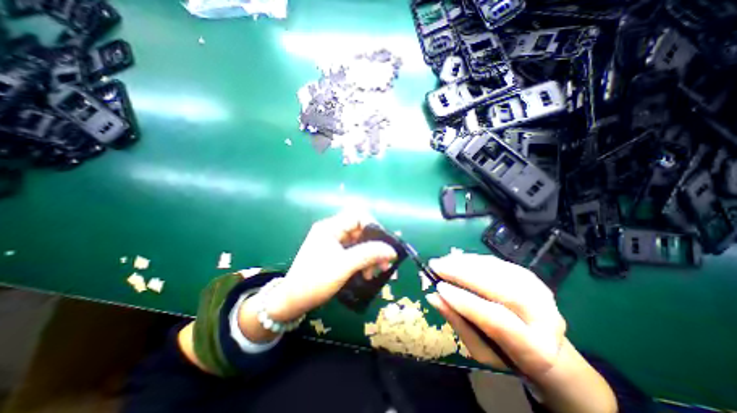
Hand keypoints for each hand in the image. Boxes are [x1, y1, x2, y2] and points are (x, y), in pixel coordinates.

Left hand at [263, 213, 394, 322]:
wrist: (292, 302)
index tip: (383, 245)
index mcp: (330, 227)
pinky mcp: (335, 254)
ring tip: (375, 272)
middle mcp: (332, 231)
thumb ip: (369, 254)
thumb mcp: (344, 266)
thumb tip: (392, 250)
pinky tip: (367, 274)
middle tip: (384, 263)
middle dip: (374, 246)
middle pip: (360, 230)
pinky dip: (363, 261)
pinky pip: (355, 252)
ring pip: (359, 243)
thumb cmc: (315, 280)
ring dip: (370, 256)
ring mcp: (333, 243)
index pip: (358, 216)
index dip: (373, 227)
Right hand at [424, 252, 565, 380]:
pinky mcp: (528, 275)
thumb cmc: (506, 354)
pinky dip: (472, 259)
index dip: (466, 302)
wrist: (542, 342)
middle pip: (501, 289)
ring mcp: (539, 291)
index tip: (438, 288)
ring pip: (497, 271)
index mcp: (535, 349)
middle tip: (436, 266)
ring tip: (442, 261)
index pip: (498, 320)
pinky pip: (496, 263)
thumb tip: (433, 297)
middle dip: (463, 274)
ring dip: (464, 263)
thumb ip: (458, 323)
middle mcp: (545, 317)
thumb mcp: (480, 350)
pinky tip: (455, 259)